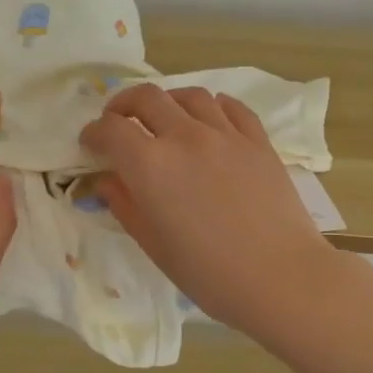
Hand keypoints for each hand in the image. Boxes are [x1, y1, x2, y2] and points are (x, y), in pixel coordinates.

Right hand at [79, 83, 343, 337]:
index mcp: (151, 166)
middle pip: (146, 98)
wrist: (282, 277)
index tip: (90, 144)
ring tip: (164, 120)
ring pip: (189, 95)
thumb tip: (106, 180)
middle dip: (123, 106)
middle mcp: (185, 137)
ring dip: (167, 102)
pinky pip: (230, 107)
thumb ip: (125, 205)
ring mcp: (226, 134)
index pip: (111, 129)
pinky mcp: (258, 140)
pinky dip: (211, 107)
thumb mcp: (155, 246)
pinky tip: (209, 121)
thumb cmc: (210, 274)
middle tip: (119, 123)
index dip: (94, 132)